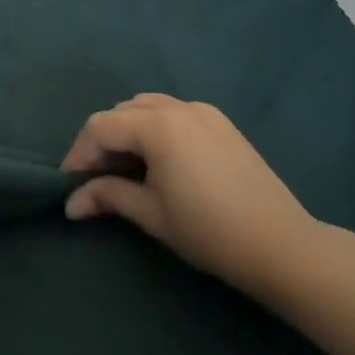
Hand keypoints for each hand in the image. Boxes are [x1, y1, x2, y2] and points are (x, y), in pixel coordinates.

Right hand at [61, 94, 320, 297]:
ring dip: (128, 130)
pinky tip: (161, 159)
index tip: (69, 183)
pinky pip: (174, 112)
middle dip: (102, 141)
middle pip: (121, 112)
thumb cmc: (210, 231)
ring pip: (147, 107)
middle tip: (96, 177)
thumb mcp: (151, 214)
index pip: (99, 127)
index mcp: (156, 125)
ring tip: (127, 166)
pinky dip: (156, 127)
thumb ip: (108, 196)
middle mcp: (176, 107)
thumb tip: (71, 203)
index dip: (79, 153)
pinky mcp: (222, 123)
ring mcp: (202, 111)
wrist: (284, 247)